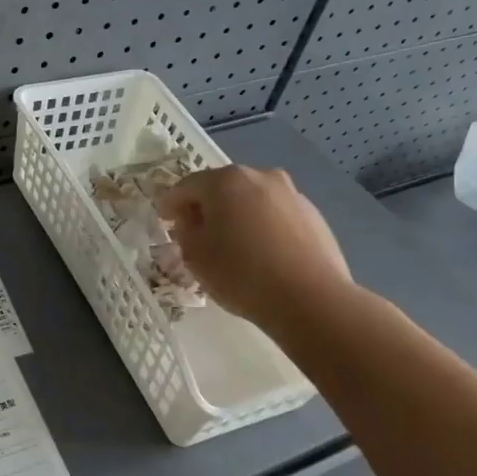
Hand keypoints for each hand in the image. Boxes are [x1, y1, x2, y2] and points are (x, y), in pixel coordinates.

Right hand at [158, 166, 353, 327]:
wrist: (311, 299)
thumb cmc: (241, 273)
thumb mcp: (195, 255)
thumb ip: (185, 230)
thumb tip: (191, 219)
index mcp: (225, 180)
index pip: (186, 186)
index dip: (170, 203)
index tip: (163, 219)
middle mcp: (259, 176)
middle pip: (222, 187)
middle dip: (207, 206)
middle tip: (197, 232)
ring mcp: (291, 194)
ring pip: (252, 200)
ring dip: (237, 215)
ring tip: (233, 245)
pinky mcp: (313, 215)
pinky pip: (276, 215)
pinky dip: (263, 227)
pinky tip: (262, 254)